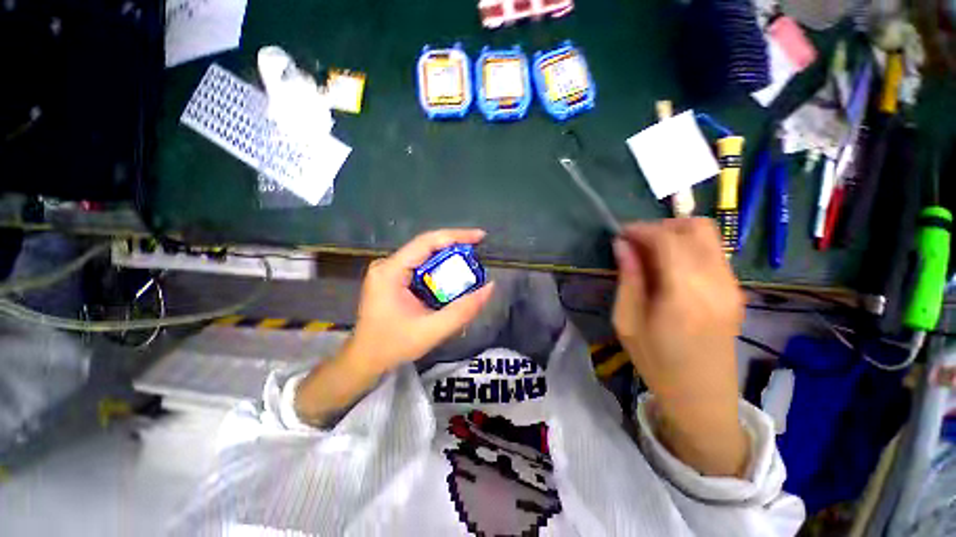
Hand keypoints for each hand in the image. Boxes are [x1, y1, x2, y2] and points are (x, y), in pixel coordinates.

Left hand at [346, 229, 495, 375]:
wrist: (365, 360)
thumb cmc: (393, 346)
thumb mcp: (432, 331)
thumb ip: (463, 310)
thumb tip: (490, 287)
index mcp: (390, 271)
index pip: (426, 242)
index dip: (456, 236)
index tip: (480, 236)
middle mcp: (388, 265)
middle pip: (427, 246)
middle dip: (455, 247)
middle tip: (479, 252)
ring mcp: (389, 271)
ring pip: (425, 255)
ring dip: (448, 258)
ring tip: (471, 263)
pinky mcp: (392, 278)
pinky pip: (421, 266)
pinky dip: (439, 269)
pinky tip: (452, 276)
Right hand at [612, 218, 747, 475]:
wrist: (702, 397)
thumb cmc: (657, 363)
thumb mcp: (627, 322)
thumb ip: (628, 279)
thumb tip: (622, 245)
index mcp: (685, 296)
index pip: (668, 240)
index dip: (641, 229)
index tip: (620, 234)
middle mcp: (716, 284)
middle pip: (697, 228)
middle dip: (661, 226)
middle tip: (635, 242)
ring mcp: (732, 286)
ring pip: (708, 236)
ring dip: (675, 234)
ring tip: (649, 253)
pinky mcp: (736, 290)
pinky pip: (712, 252)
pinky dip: (687, 247)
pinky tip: (668, 266)